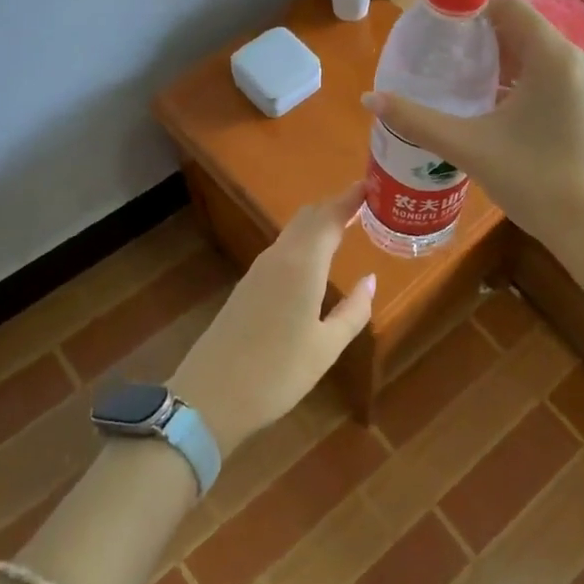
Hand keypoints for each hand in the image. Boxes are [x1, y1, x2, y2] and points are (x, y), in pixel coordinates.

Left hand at [168, 184, 374, 457]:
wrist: (209, 398)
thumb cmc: (277, 373)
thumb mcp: (326, 347)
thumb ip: (353, 310)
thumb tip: (370, 279)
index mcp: (302, 264)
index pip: (330, 215)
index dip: (352, 197)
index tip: (374, 185)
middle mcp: (279, 257)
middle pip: (309, 217)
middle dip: (336, 206)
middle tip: (366, 205)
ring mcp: (258, 270)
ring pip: (293, 232)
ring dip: (319, 224)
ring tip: (346, 228)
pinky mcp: (246, 286)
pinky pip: (282, 249)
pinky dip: (304, 242)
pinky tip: (315, 260)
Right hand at [365, 0, 583, 252]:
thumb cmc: (534, 180)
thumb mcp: (469, 147)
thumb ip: (417, 120)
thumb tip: (369, 98)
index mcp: (554, 56)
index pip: (511, 8)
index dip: (473, 13)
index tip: (443, 36)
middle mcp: (581, 60)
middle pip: (526, 31)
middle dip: (486, 43)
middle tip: (449, 65)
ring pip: (542, 56)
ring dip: (506, 65)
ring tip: (468, 89)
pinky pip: (557, 77)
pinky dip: (528, 83)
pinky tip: (501, 112)